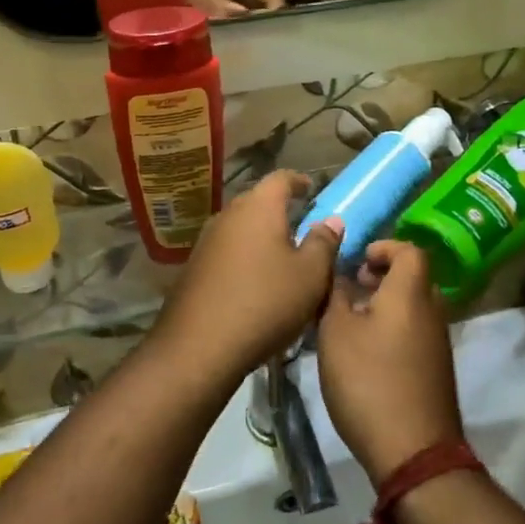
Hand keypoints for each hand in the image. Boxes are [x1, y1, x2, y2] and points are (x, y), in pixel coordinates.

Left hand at [154, 171, 341, 382]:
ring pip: (240, 227)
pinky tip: (254, 280)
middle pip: (257, 201)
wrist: (200, 345)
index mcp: (258, 207)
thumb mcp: (310, 275)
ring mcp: (206, 241)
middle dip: (279, 210)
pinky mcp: (193, 267)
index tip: (310, 189)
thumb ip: (323, 243)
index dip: (298, 181)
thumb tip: (331, 220)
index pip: (280, 178)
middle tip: (300, 225)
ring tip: (280, 255)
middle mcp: (228, 215)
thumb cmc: (266, 302)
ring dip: (260, 235)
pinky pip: (226, 251)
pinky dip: (244, 256)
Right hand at [317, 241, 463, 485]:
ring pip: (414, 306)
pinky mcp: (437, 369)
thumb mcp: (335, 333)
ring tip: (352, 321)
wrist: (413, 451)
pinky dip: (395, 328)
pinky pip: (416, 331)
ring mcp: (439, 342)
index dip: (385, 247)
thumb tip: (338, 272)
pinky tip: (367, 353)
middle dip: (383, 276)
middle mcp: (433, 310)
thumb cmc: (369, 381)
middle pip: (413, 277)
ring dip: (387, 304)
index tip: (358, 260)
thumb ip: (335, 295)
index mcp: (411, 293)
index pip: (410, 250)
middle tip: (352, 288)